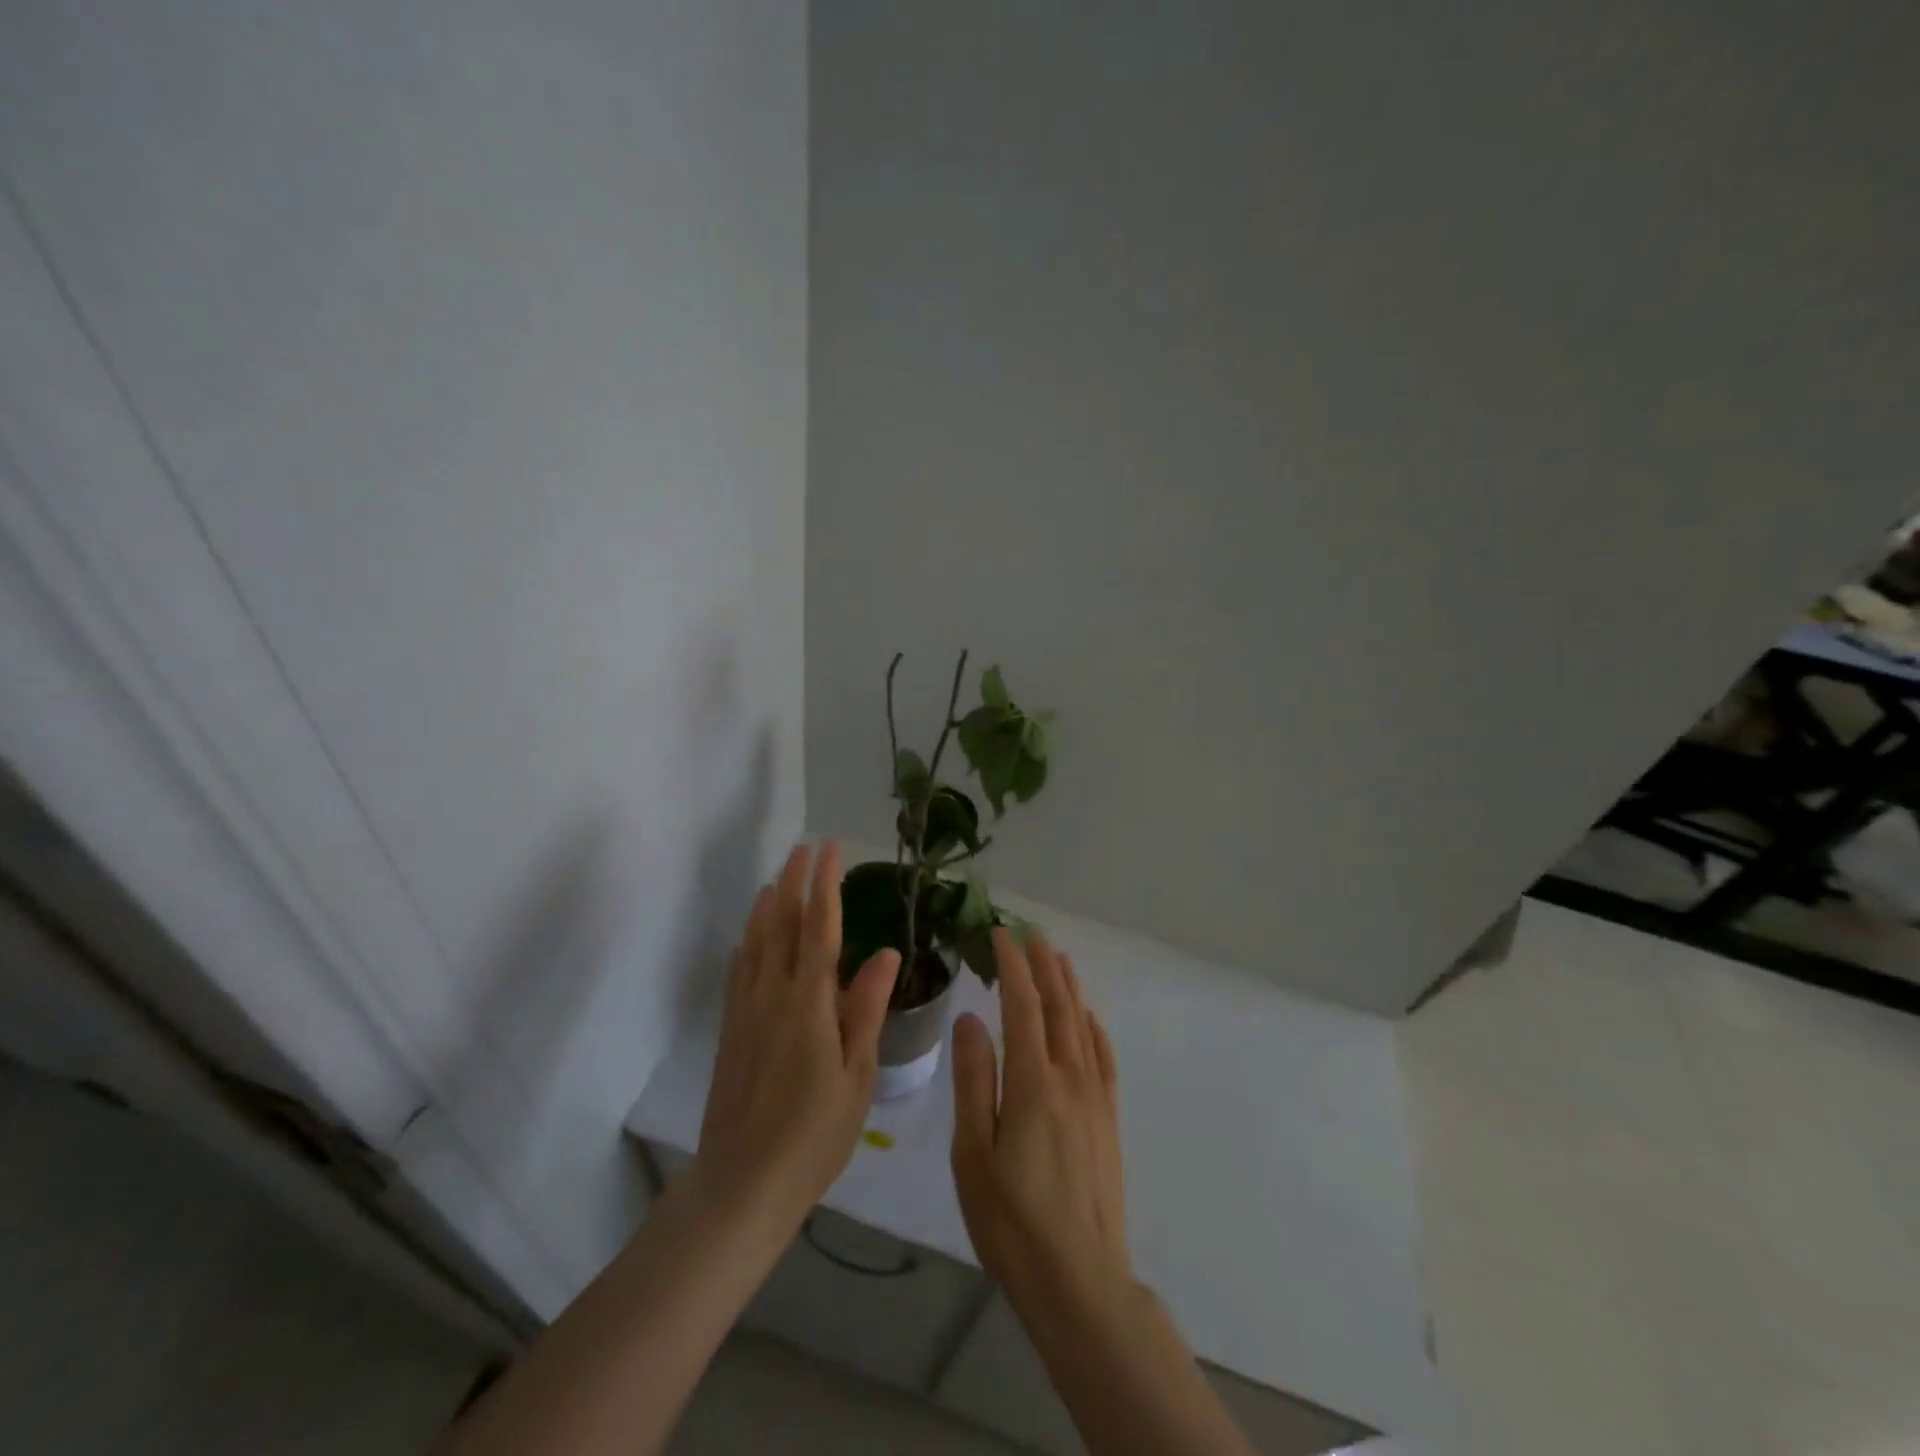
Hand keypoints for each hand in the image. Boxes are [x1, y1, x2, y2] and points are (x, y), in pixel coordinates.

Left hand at [694, 841, 900, 1228]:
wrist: (744, 1181)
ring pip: (756, 944)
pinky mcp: (731, 1030)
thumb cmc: (815, 1132)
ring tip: (778, 879)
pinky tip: (750, 938)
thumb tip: (886, 952)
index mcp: (809, 1003)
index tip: (829, 850)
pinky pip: (739, 972)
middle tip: (804, 849)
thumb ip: (867, 1008)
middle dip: (794, 883)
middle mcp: (773, 995)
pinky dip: (747, 944)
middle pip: (783, 926)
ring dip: (768, 907)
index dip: (825, 885)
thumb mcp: (857, 1074)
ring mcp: (746, 1011)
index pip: (820, 929)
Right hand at [950, 928, 1132, 1317]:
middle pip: (1058, 1006)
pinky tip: (1089, 1019)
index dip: (1013, 965)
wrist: (1081, 1282)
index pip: (1023, 1005)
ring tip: (1058, 958)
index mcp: (1032, 1082)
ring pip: (1082, 1026)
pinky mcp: (1108, 1119)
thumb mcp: (973, 1153)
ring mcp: (1095, 1098)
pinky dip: (1095, 1028)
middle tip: (1031, 932)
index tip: (1001, 934)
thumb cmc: (1012, 1221)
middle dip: (1043, 964)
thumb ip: (974, 1080)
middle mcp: (1069, 1078)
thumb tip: (970, 1018)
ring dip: (1069, 987)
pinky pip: (1104, 1058)